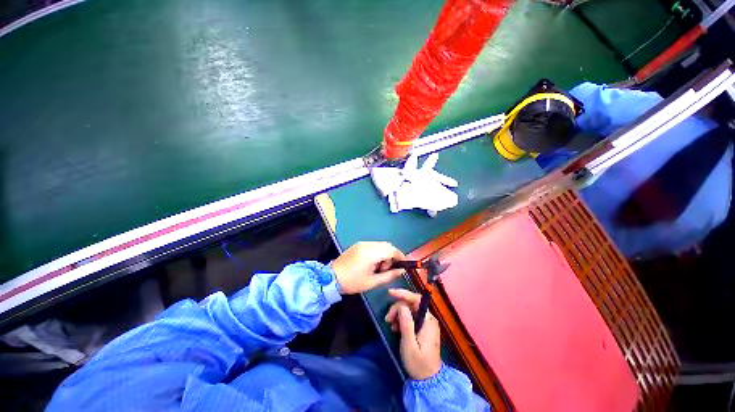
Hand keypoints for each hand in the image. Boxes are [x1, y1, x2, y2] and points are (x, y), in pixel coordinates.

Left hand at [332, 242, 405, 293]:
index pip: (391, 250)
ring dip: (384, 254)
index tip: (403, 265)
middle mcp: (367, 245)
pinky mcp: (358, 245)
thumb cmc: (352, 282)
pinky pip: (373, 245)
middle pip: (387, 245)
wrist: (331, 277)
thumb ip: (389, 275)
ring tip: (377, 268)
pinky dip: (377, 252)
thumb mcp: (372, 282)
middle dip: (391, 256)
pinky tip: (370, 263)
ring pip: (380, 245)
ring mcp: (362, 243)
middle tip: (386, 269)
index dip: (400, 256)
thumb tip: (402, 271)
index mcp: (371, 253)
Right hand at [385, 288, 441, 379]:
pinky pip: (411, 317)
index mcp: (428, 321)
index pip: (417, 299)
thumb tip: (402, 307)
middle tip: (387, 319)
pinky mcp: (423, 328)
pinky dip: (402, 319)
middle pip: (411, 304)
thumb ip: (406, 325)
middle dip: (397, 308)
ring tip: (391, 326)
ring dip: (398, 314)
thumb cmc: (419, 363)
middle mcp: (429, 319)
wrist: (428, 379)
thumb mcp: (409, 345)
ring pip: (410, 310)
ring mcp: (426, 323)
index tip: (390, 293)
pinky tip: (396, 328)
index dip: (403, 294)